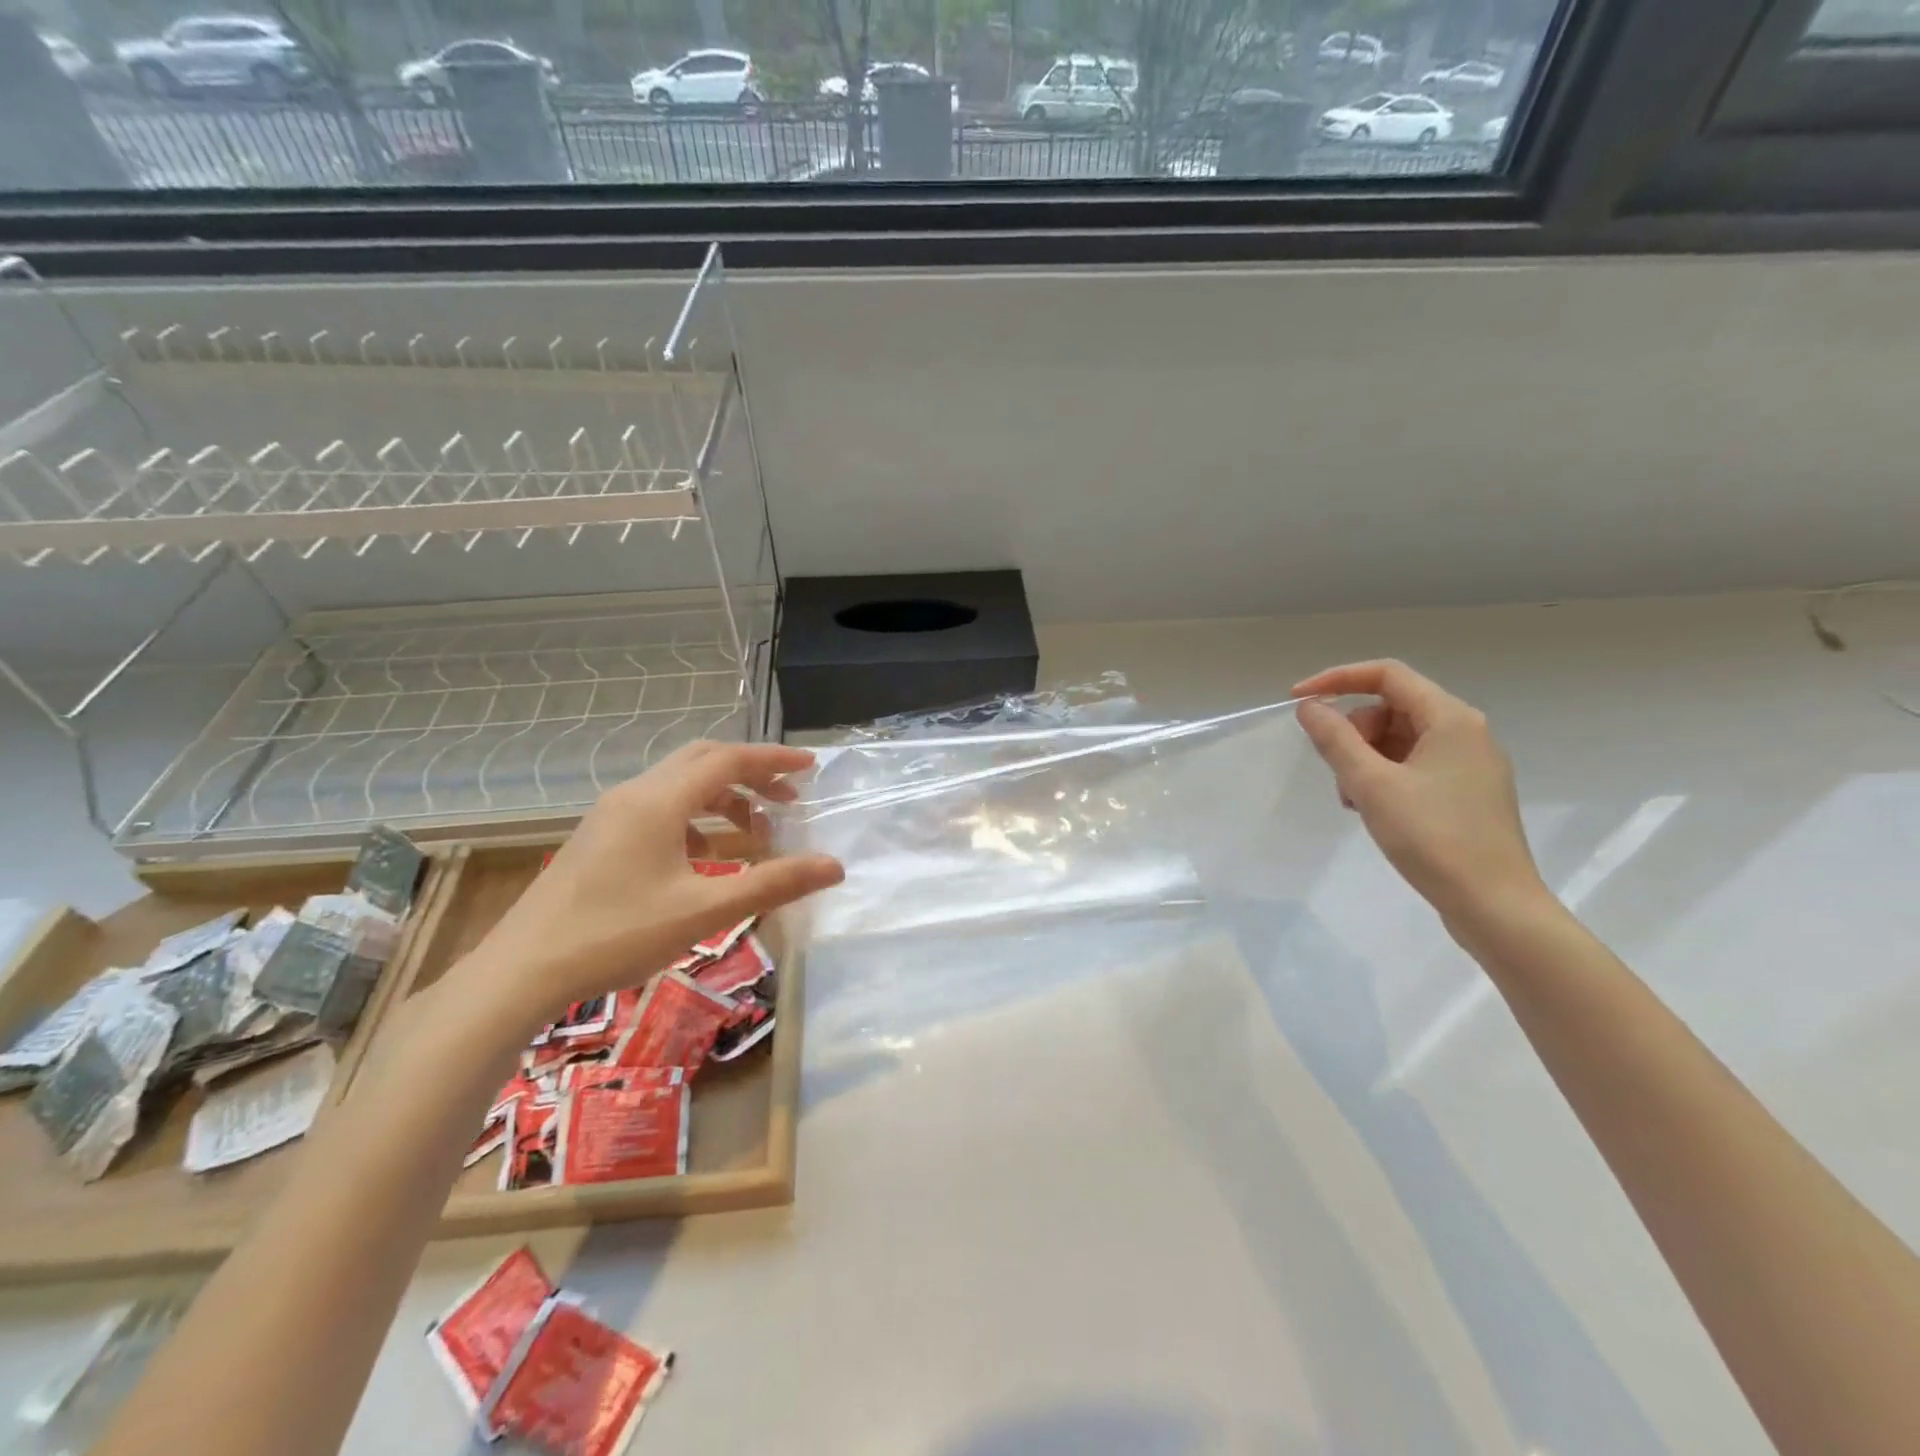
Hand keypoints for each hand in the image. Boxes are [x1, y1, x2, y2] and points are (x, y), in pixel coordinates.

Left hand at [447, 742, 843, 1031]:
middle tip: (789, 795)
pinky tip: (703, 854)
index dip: (773, 760)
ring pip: (678, 784)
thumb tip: (834, 866)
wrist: (520, 971)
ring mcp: (610, 815)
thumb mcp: (704, 911)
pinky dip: (694, 816)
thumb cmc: (617, 935)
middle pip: (702, 761)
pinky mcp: (598, 837)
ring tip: (755, 829)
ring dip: (722, 795)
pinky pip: (658, 807)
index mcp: (660, 801)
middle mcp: (635, 794)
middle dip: (750, 772)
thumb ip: (773, 884)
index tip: (811, 767)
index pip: (728, 760)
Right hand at [1292, 660, 1547, 929]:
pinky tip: (1373, 810)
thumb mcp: (1372, 784)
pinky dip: (1384, 777)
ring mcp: (1469, 764)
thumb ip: (1335, 739)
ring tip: (1354, 800)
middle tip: (1338, 773)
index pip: (1386, 675)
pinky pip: (1413, 765)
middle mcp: (1465, 732)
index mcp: (1451, 719)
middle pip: (1391, 708)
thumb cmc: (1432, 838)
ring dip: (1365, 759)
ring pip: (1399, 739)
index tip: (1297, 701)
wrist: (1494, 905)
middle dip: (1353, 732)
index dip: (1337, 679)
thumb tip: (1309, 707)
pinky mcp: (1466, 793)